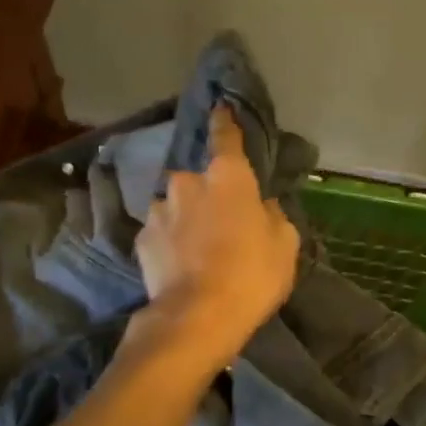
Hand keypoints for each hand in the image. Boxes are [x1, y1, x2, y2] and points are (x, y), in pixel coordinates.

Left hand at [134, 105, 299, 366]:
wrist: (198, 317)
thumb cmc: (251, 275)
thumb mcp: (284, 245)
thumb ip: (272, 215)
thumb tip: (260, 206)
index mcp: (227, 177)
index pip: (225, 137)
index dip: (224, 122)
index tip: (220, 108)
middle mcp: (187, 183)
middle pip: (198, 179)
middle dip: (207, 192)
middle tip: (221, 220)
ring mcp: (159, 210)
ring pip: (175, 205)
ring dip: (185, 217)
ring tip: (197, 248)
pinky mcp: (141, 239)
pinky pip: (160, 231)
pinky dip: (169, 241)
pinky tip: (180, 264)